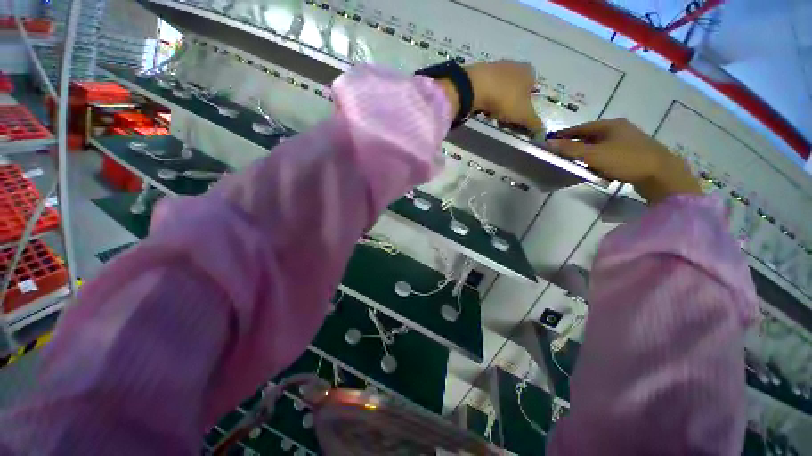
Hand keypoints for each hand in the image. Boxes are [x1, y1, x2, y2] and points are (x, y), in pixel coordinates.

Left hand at [436, 60, 543, 133]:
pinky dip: (487, 100)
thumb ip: (534, 123)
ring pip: (501, 91)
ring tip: (492, 116)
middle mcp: (515, 65)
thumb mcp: (523, 115)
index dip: (527, 107)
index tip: (518, 119)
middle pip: (516, 91)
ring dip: (498, 105)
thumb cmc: (505, 99)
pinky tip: (482, 108)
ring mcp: (496, 66)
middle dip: (511, 107)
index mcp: (529, 72)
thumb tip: (542, 131)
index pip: (533, 91)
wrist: (475, 87)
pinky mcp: (480, 72)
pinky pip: (487, 90)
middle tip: (504, 120)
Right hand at [546, 118, 701, 204]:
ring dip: (586, 153)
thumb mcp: (594, 155)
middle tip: (560, 154)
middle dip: (575, 145)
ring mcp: (628, 141)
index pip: (581, 127)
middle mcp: (619, 129)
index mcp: (610, 125)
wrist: (661, 174)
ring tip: (575, 163)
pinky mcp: (633, 153)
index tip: (550, 141)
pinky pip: (609, 154)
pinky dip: (598, 159)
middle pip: (590, 136)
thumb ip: (570, 149)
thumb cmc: (625, 160)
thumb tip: (548, 143)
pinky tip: (595, 169)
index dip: (564, 134)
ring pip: (600, 145)